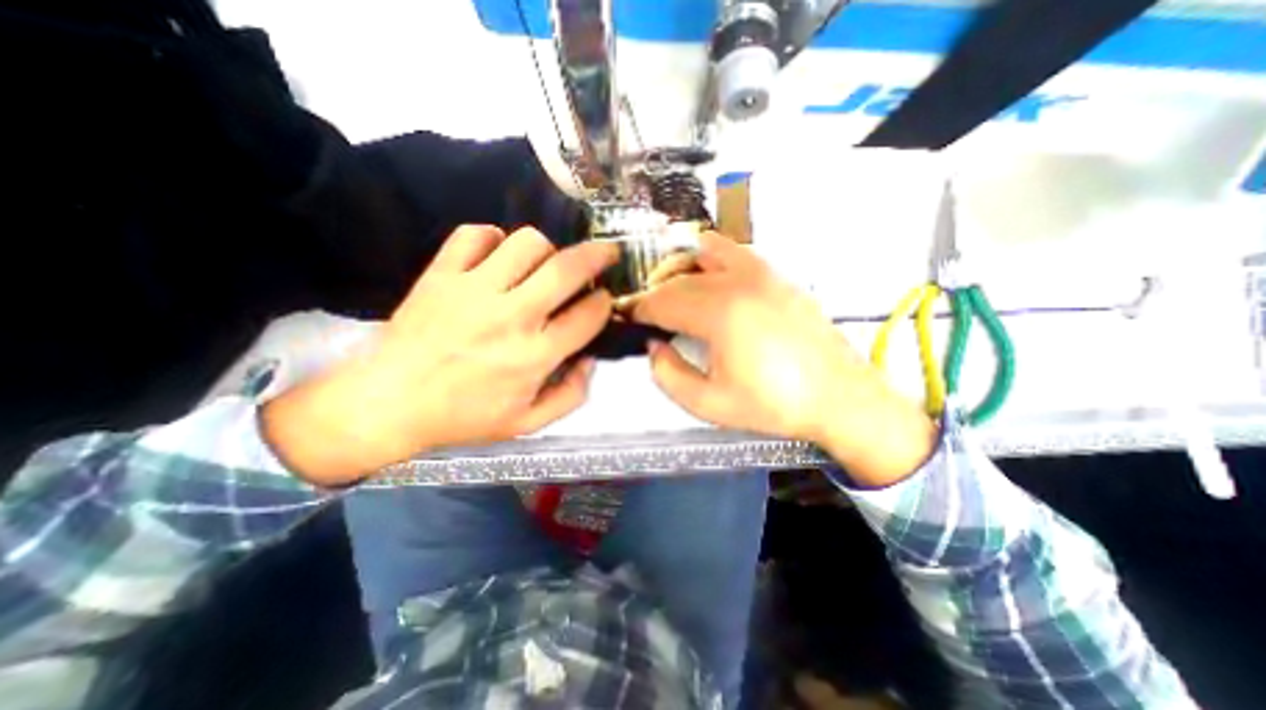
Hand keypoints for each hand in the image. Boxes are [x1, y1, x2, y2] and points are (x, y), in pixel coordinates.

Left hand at [264, 225, 619, 485]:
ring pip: (527, 242)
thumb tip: (590, 360)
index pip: (588, 315)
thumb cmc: (463, 417)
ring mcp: (474, 290)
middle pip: (566, 269)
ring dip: (547, 249)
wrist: (387, 404)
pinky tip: (498, 256)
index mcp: (534, 356)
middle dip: (597, 256)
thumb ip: (571, 395)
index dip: (604, 303)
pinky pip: (475, 234)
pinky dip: (494, 238)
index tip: (603, 300)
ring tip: (544, 264)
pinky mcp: (441, 274)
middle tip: (606, 253)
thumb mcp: (527, 423)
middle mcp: (511, 317)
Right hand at [634, 232, 937, 487]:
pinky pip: (732, 251)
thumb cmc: (774, 405)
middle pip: (678, 278)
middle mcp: (737, 282)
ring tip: (669, 291)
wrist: (839, 396)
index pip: (662, 302)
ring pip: (702, 252)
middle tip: (644, 313)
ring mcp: (761, 272)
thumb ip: (669, 375)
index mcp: (720, 314)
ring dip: (677, 268)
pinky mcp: (776, 274)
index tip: (626, 318)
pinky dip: (708, 257)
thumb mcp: (710, 404)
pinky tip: (706, 278)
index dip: (638, 310)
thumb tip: (654, 347)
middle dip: (653, 294)